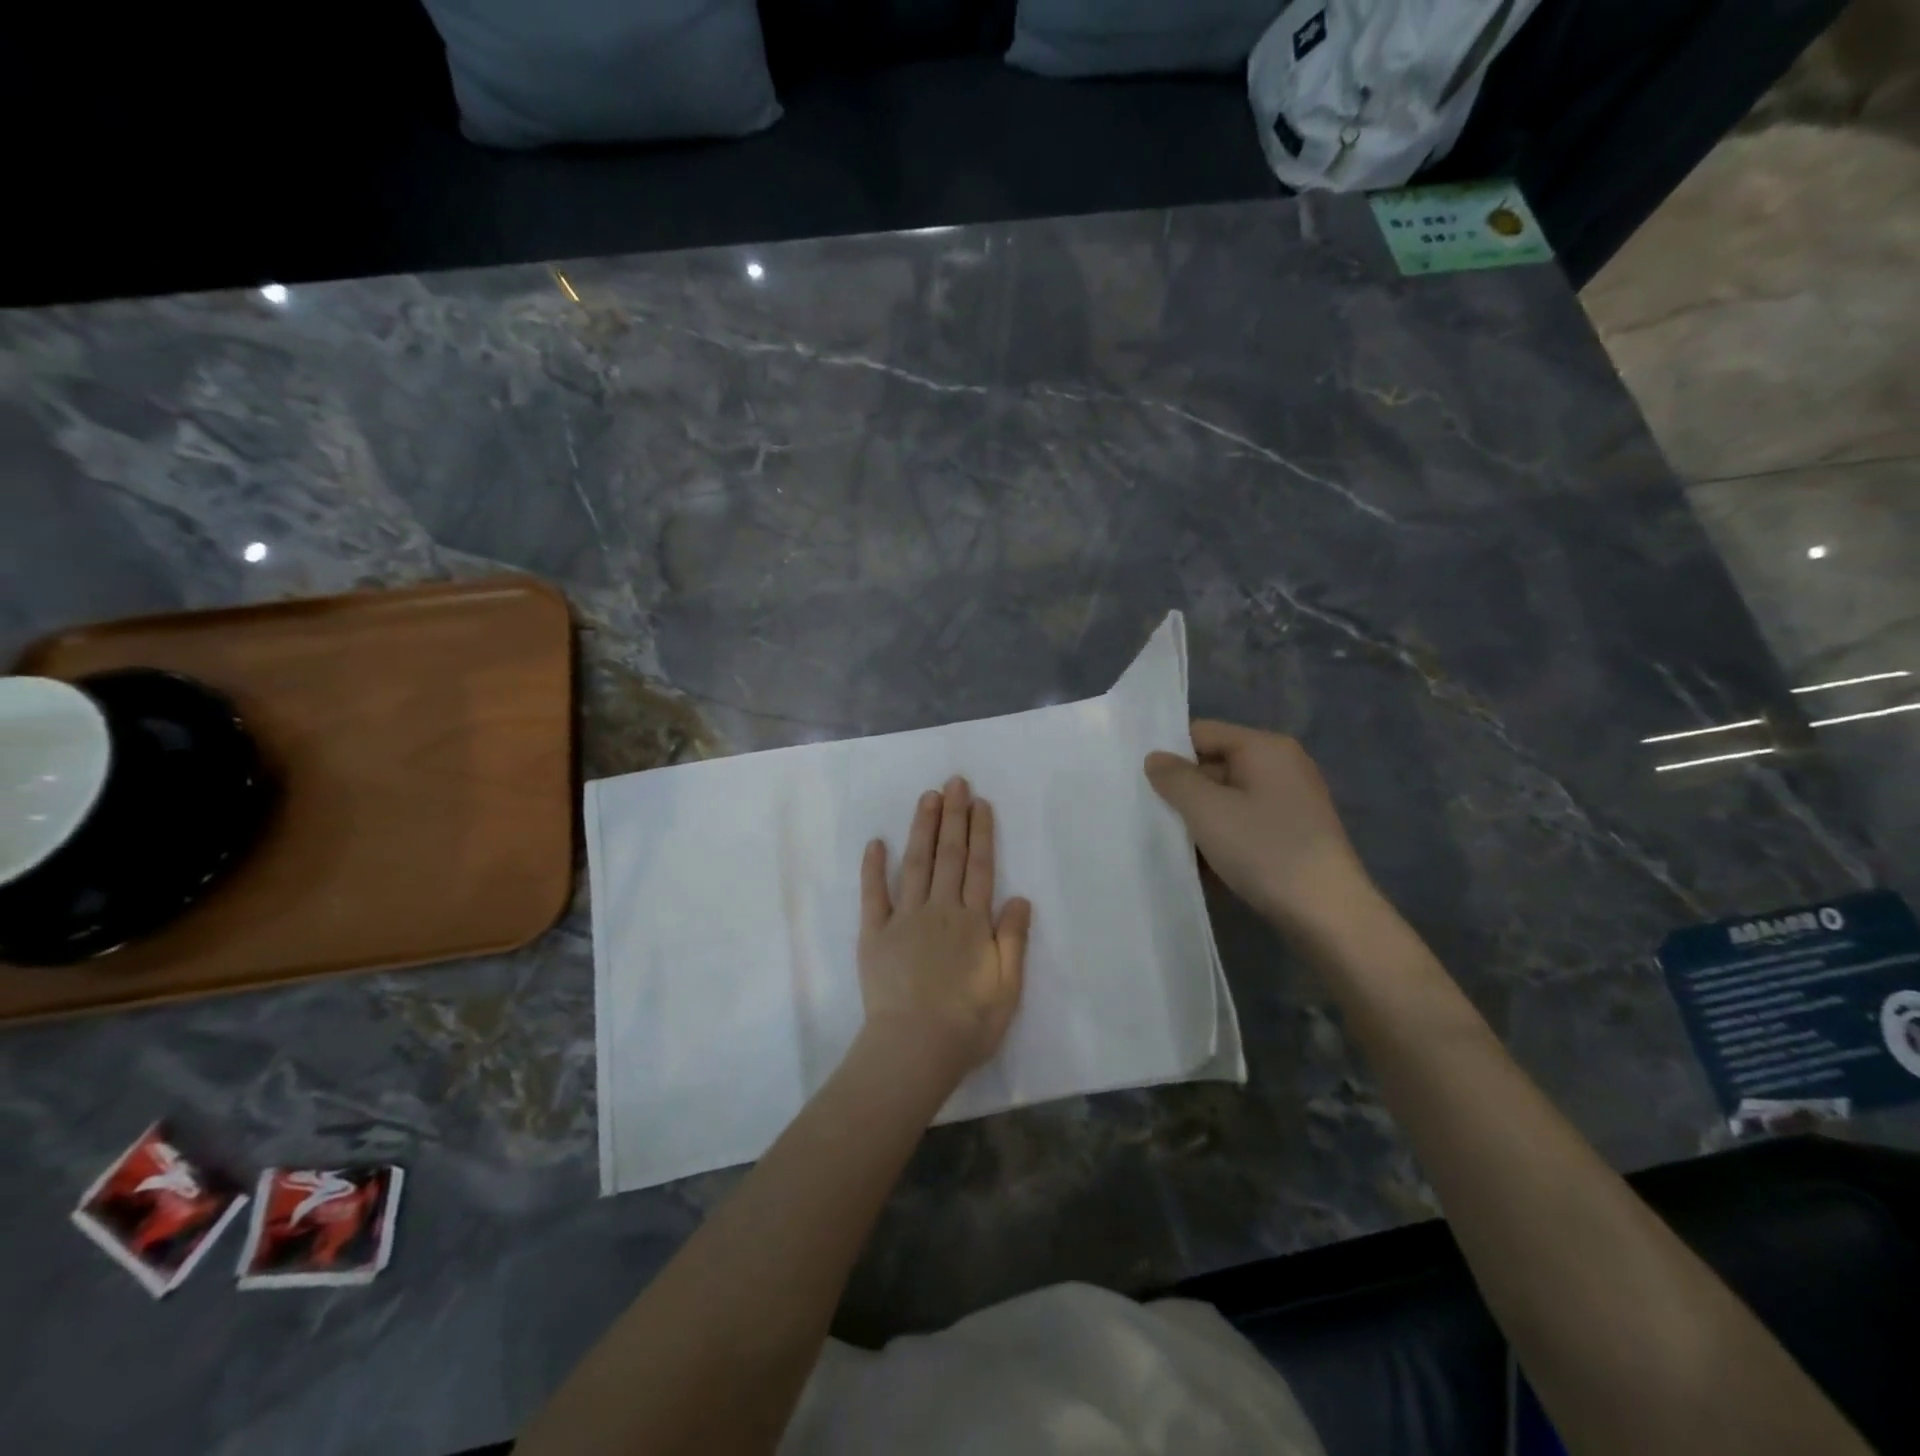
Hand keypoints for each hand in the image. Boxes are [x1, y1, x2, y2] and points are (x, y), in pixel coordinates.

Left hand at [858, 776, 1032, 1083]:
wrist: (913, 1049)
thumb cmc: (967, 1024)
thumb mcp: (1007, 988)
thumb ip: (1013, 940)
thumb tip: (1020, 897)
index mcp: (972, 922)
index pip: (980, 867)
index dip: (981, 832)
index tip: (979, 802)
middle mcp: (940, 910)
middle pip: (949, 855)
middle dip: (953, 816)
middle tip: (954, 782)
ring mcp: (904, 918)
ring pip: (915, 863)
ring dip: (922, 828)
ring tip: (927, 797)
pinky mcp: (874, 933)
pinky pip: (873, 894)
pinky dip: (874, 867)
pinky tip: (876, 842)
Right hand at [1144, 720, 1374, 934]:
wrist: (1328, 914)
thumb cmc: (1264, 849)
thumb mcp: (1206, 810)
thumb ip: (1174, 778)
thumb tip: (1155, 758)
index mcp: (1265, 747)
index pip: (1202, 733)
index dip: (1170, 754)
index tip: (1143, 784)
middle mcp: (1282, 765)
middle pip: (1215, 765)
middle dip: (1184, 791)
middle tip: (1152, 817)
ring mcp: (1292, 801)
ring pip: (1228, 799)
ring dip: (1201, 820)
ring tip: (1175, 845)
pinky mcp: (1294, 834)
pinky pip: (1246, 824)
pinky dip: (1224, 838)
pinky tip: (1205, 865)